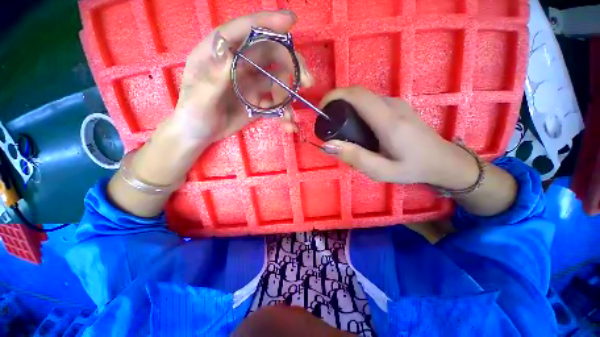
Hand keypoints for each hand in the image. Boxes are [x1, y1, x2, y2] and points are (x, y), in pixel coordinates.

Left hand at [171, 10, 312, 145]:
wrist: (199, 134)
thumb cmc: (193, 114)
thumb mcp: (199, 97)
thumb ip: (214, 77)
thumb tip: (231, 52)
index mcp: (219, 53)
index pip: (244, 30)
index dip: (267, 23)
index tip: (291, 22)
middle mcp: (239, 63)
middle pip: (270, 53)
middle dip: (292, 64)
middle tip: (307, 81)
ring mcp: (250, 83)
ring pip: (277, 80)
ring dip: (289, 95)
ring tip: (290, 116)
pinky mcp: (257, 100)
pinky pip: (275, 103)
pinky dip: (284, 113)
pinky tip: (288, 125)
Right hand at [319, 86, 478, 188]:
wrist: (443, 161)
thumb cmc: (412, 168)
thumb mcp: (381, 171)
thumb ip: (355, 157)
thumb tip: (328, 145)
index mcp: (389, 121)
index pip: (357, 96)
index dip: (335, 96)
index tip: (321, 108)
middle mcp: (392, 106)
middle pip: (358, 94)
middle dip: (337, 102)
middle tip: (328, 124)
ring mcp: (396, 104)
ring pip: (364, 98)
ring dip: (347, 107)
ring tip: (340, 128)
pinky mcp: (397, 107)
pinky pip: (371, 103)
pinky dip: (357, 110)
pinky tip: (356, 128)